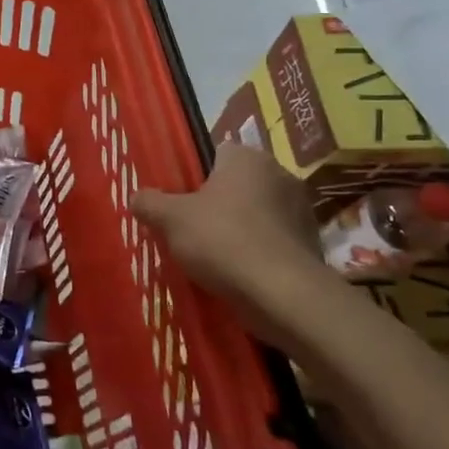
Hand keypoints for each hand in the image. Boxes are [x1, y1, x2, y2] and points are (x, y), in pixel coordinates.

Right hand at [132, 142, 336, 350]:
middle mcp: (280, 175)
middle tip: (188, 230)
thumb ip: (149, 203)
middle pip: (236, 185)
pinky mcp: (310, 245)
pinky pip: (272, 243)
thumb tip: (137, 197)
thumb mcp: (170, 219)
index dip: (193, 176)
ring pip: (255, 215)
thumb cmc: (223, 240)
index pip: (215, 154)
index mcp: (247, 158)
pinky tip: (236, 275)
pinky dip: (256, 254)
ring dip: (237, 230)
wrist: (282, 294)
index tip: (178, 201)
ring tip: (210, 258)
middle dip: (215, 205)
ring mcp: (301, 211)